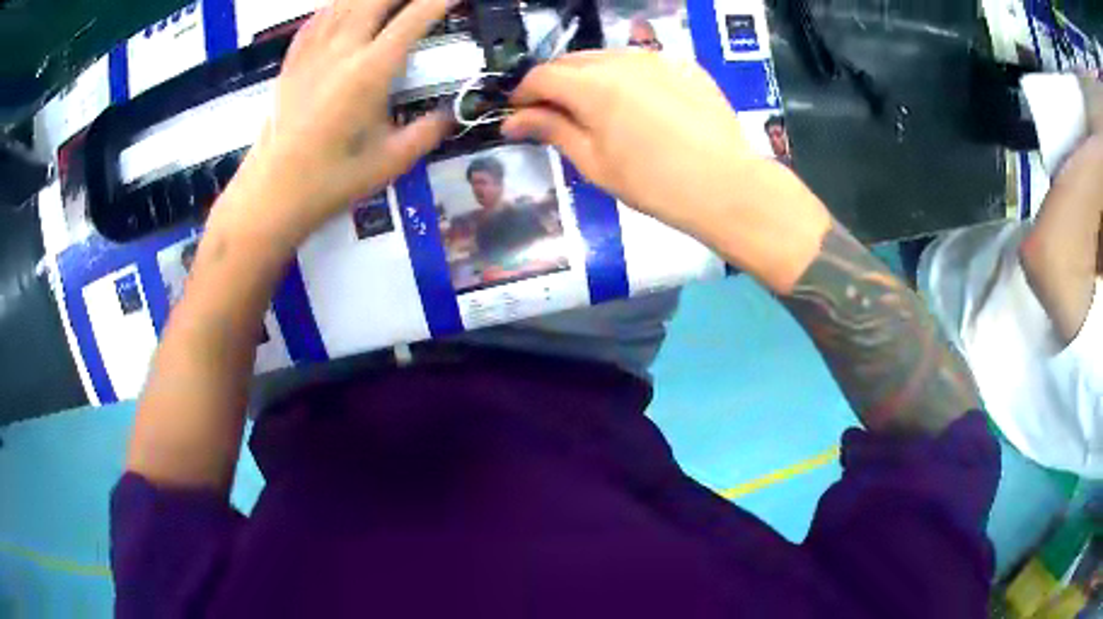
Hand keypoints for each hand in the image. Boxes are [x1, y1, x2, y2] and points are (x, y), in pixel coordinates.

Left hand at [225, 0, 453, 248]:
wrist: (270, 195)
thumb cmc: (330, 181)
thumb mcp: (390, 162)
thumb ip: (429, 131)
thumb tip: (453, 113)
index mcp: (370, 70)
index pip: (416, 17)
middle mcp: (341, 49)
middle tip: (421, 0)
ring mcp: (312, 52)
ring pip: (344, 2)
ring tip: (386, 3)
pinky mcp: (292, 62)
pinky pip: (317, 18)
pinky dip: (335, 6)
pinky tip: (342, 7)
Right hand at [503, 51, 758, 237]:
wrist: (726, 186)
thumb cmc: (655, 184)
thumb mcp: (594, 163)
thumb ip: (553, 131)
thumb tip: (514, 121)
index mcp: (593, 85)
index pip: (542, 76)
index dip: (524, 95)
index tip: (519, 116)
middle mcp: (622, 60)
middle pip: (572, 61)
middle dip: (555, 84)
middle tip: (555, 116)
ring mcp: (657, 59)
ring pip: (606, 58)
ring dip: (589, 78)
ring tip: (596, 111)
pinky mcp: (684, 66)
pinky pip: (641, 63)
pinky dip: (626, 78)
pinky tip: (637, 105)